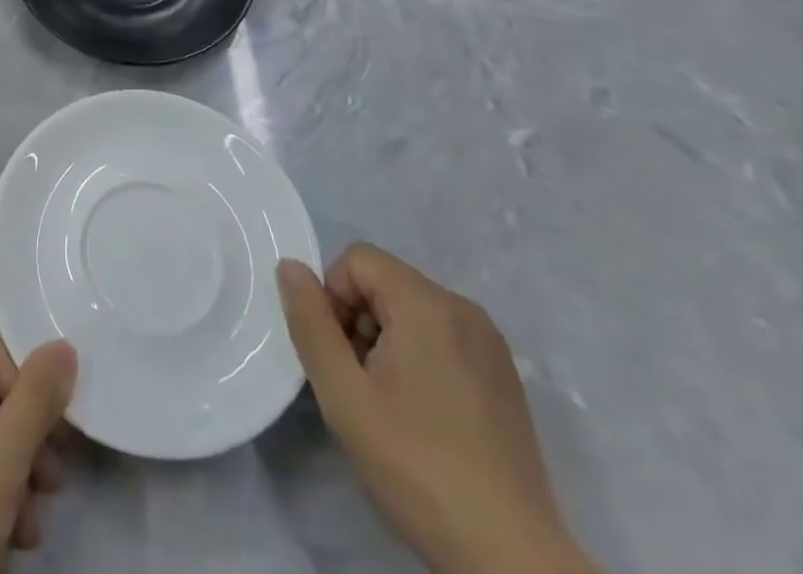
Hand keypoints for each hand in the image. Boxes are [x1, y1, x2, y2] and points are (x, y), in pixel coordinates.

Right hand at [277, 247, 598, 573]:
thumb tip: (289, 266)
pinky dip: (418, 358)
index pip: (356, 259)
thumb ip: (310, 322)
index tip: (339, 357)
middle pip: (385, 282)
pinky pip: (442, 337)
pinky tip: (423, 417)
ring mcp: (489, 343)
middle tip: (359, 386)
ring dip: (385, 342)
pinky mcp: (504, 376)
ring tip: (389, 406)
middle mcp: (463, 308)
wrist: (512, 560)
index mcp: (427, 303)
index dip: (333, 298)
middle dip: (358, 321)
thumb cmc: (418, 467)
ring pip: (411, 310)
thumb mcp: (344, 395)